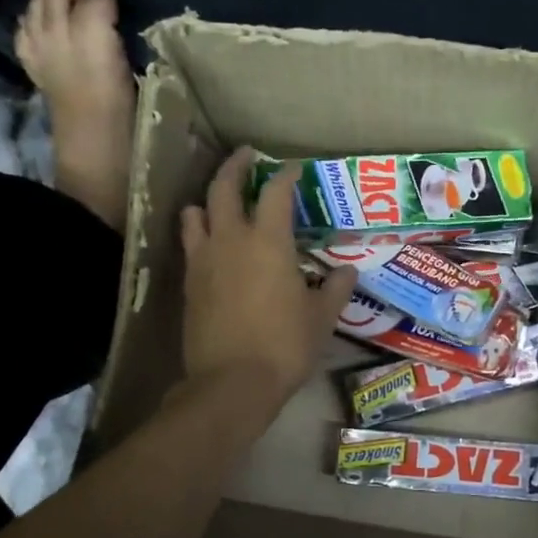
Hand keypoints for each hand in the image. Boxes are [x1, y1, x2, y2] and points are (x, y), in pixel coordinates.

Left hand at [179, 148, 356, 409]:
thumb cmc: (284, 346)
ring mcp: (204, 260)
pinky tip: (210, 244)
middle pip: (224, 188)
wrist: (231, 383)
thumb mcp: (321, 317)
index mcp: (268, 242)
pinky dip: (198, 233)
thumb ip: (336, 288)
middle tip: (245, 155)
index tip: (294, 169)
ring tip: (218, 201)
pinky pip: (189, 245)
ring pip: (195, 213)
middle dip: (235, 166)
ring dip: (207, 200)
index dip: (286, 176)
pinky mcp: (188, 283)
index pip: (276, 192)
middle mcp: (231, 240)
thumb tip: (348, 271)